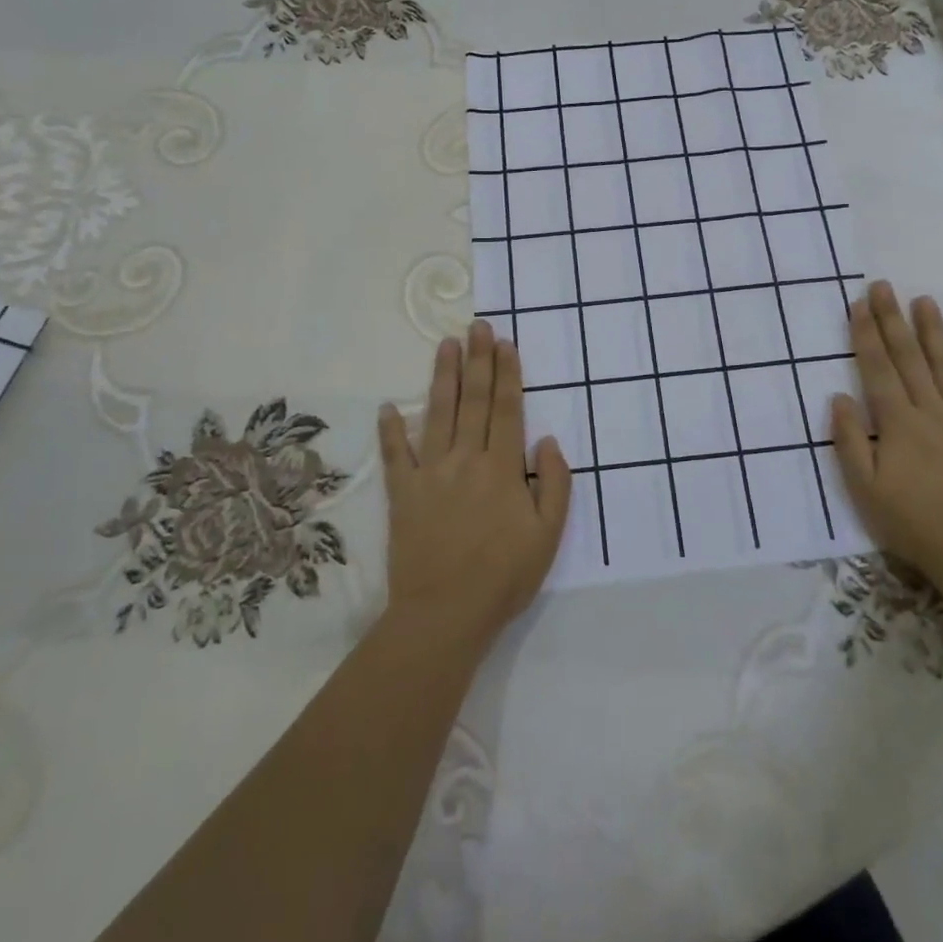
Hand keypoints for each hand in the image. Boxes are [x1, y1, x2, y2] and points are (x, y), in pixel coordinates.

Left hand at [377, 320, 571, 650]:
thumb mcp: (548, 536)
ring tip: (446, 344)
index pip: (507, 409)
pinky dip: (391, 430)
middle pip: (474, 401)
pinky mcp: (403, 493)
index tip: (505, 343)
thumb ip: (554, 485)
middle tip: (477, 326)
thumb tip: (548, 441)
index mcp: (502, 469)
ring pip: (438, 414)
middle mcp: (466, 460)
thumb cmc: (503, 577)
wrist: (444, 615)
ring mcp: (430, 473)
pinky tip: (388, 407)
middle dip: (477, 360)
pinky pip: (396, 455)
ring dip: (443, 377)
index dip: (507, 374)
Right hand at [829, 283, 942, 589]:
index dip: (866, 334)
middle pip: (909, 358)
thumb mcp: (864, 488)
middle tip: (883, 285)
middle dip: (893, 319)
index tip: (859, 303)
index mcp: (898, 422)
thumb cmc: (912, 522)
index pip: (877, 368)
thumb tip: (839, 396)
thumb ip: (850, 440)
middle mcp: (932, 411)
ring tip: (925, 301)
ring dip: (935, 334)